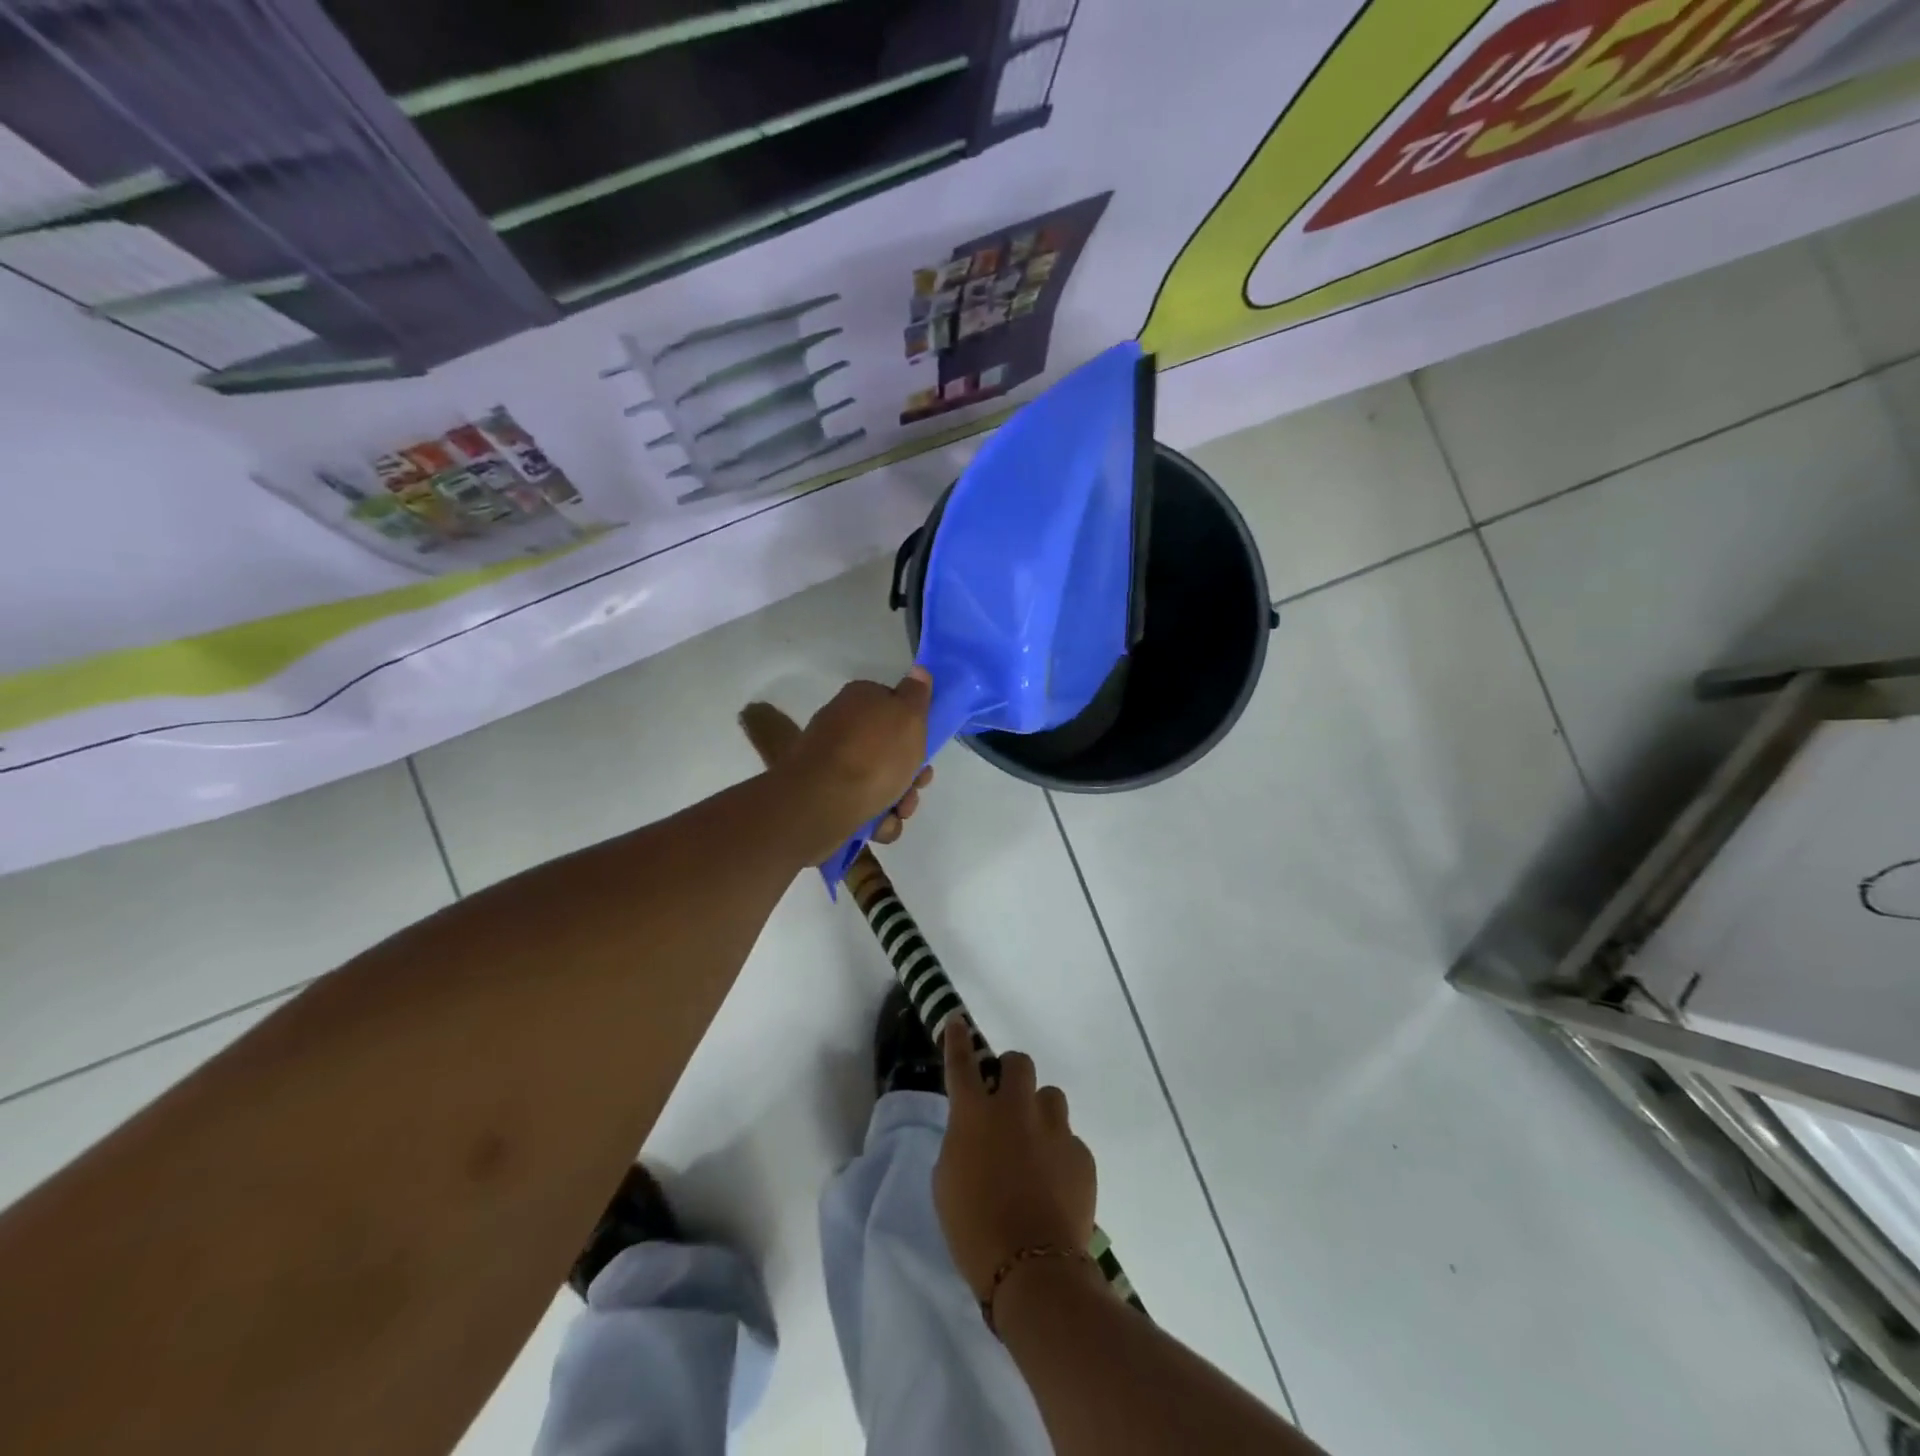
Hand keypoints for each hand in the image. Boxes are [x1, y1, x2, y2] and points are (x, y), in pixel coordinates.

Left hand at [779, 668, 933, 857]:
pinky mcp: (826, 796)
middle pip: (890, 749)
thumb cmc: (874, 755)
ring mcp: (833, 763)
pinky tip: (879, 825)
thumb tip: (918, 670)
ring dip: (898, 800)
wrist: (822, 803)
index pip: (894, 706)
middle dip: (910, 774)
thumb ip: (916, 694)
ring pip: (880, 782)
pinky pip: (863, 806)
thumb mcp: (908, 716)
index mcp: (860, 701)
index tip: (926, 749)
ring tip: (898, 812)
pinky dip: (876, 818)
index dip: (915, 729)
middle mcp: (843, 727)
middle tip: (916, 786)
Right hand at [933, 1020, 1097, 1303]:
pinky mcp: (1081, 1153)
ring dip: (1039, 1113)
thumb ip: (961, 1143)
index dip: (958, 1039)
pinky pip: (1068, 1138)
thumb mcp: (947, 1182)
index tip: (958, 1020)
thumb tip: (977, 1133)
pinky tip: (1054, 1185)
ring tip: (1035, 1148)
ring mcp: (1053, 1128)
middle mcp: (1015, 1110)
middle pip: (1018, 1062)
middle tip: (1006, 1101)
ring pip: (1050, 1096)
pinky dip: (1059, 1153)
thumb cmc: (974, 1231)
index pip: (962, 1063)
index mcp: (975, 1116)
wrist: (1033, 1271)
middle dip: (1011, 1074)